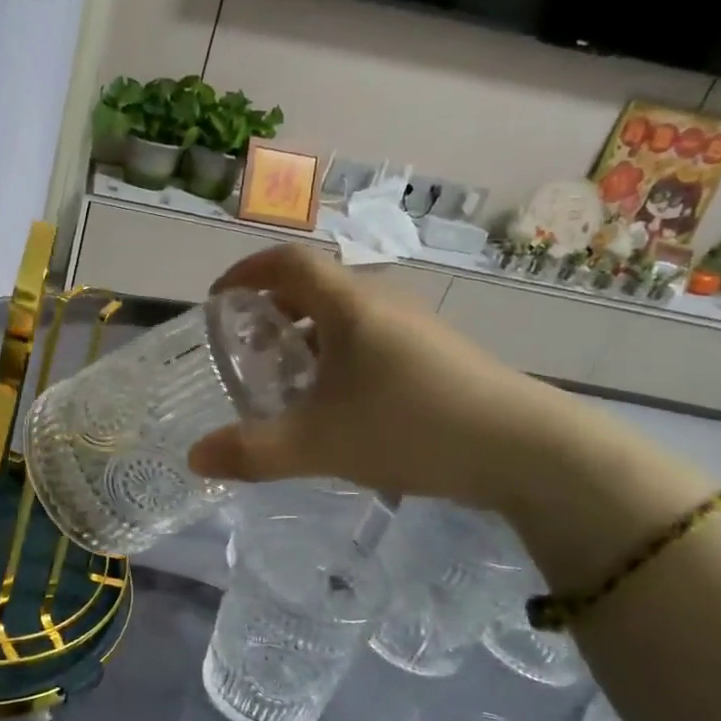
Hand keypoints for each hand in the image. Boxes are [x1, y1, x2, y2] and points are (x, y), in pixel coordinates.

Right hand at [187, 245, 581, 511]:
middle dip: (272, 310)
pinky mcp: (438, 353)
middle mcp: (382, 302)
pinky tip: (340, 403)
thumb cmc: (410, 427)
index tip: (218, 300)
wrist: (527, 449)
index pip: (287, 262)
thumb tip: (194, 458)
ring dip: (307, 336)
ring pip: (346, 315)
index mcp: (349, 305)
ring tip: (288, 380)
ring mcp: (416, 327)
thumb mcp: (318, 444)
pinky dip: (339, 354)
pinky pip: (372, 338)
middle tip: (247, 349)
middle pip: (315, 286)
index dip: (246, 272)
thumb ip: (251, 452)